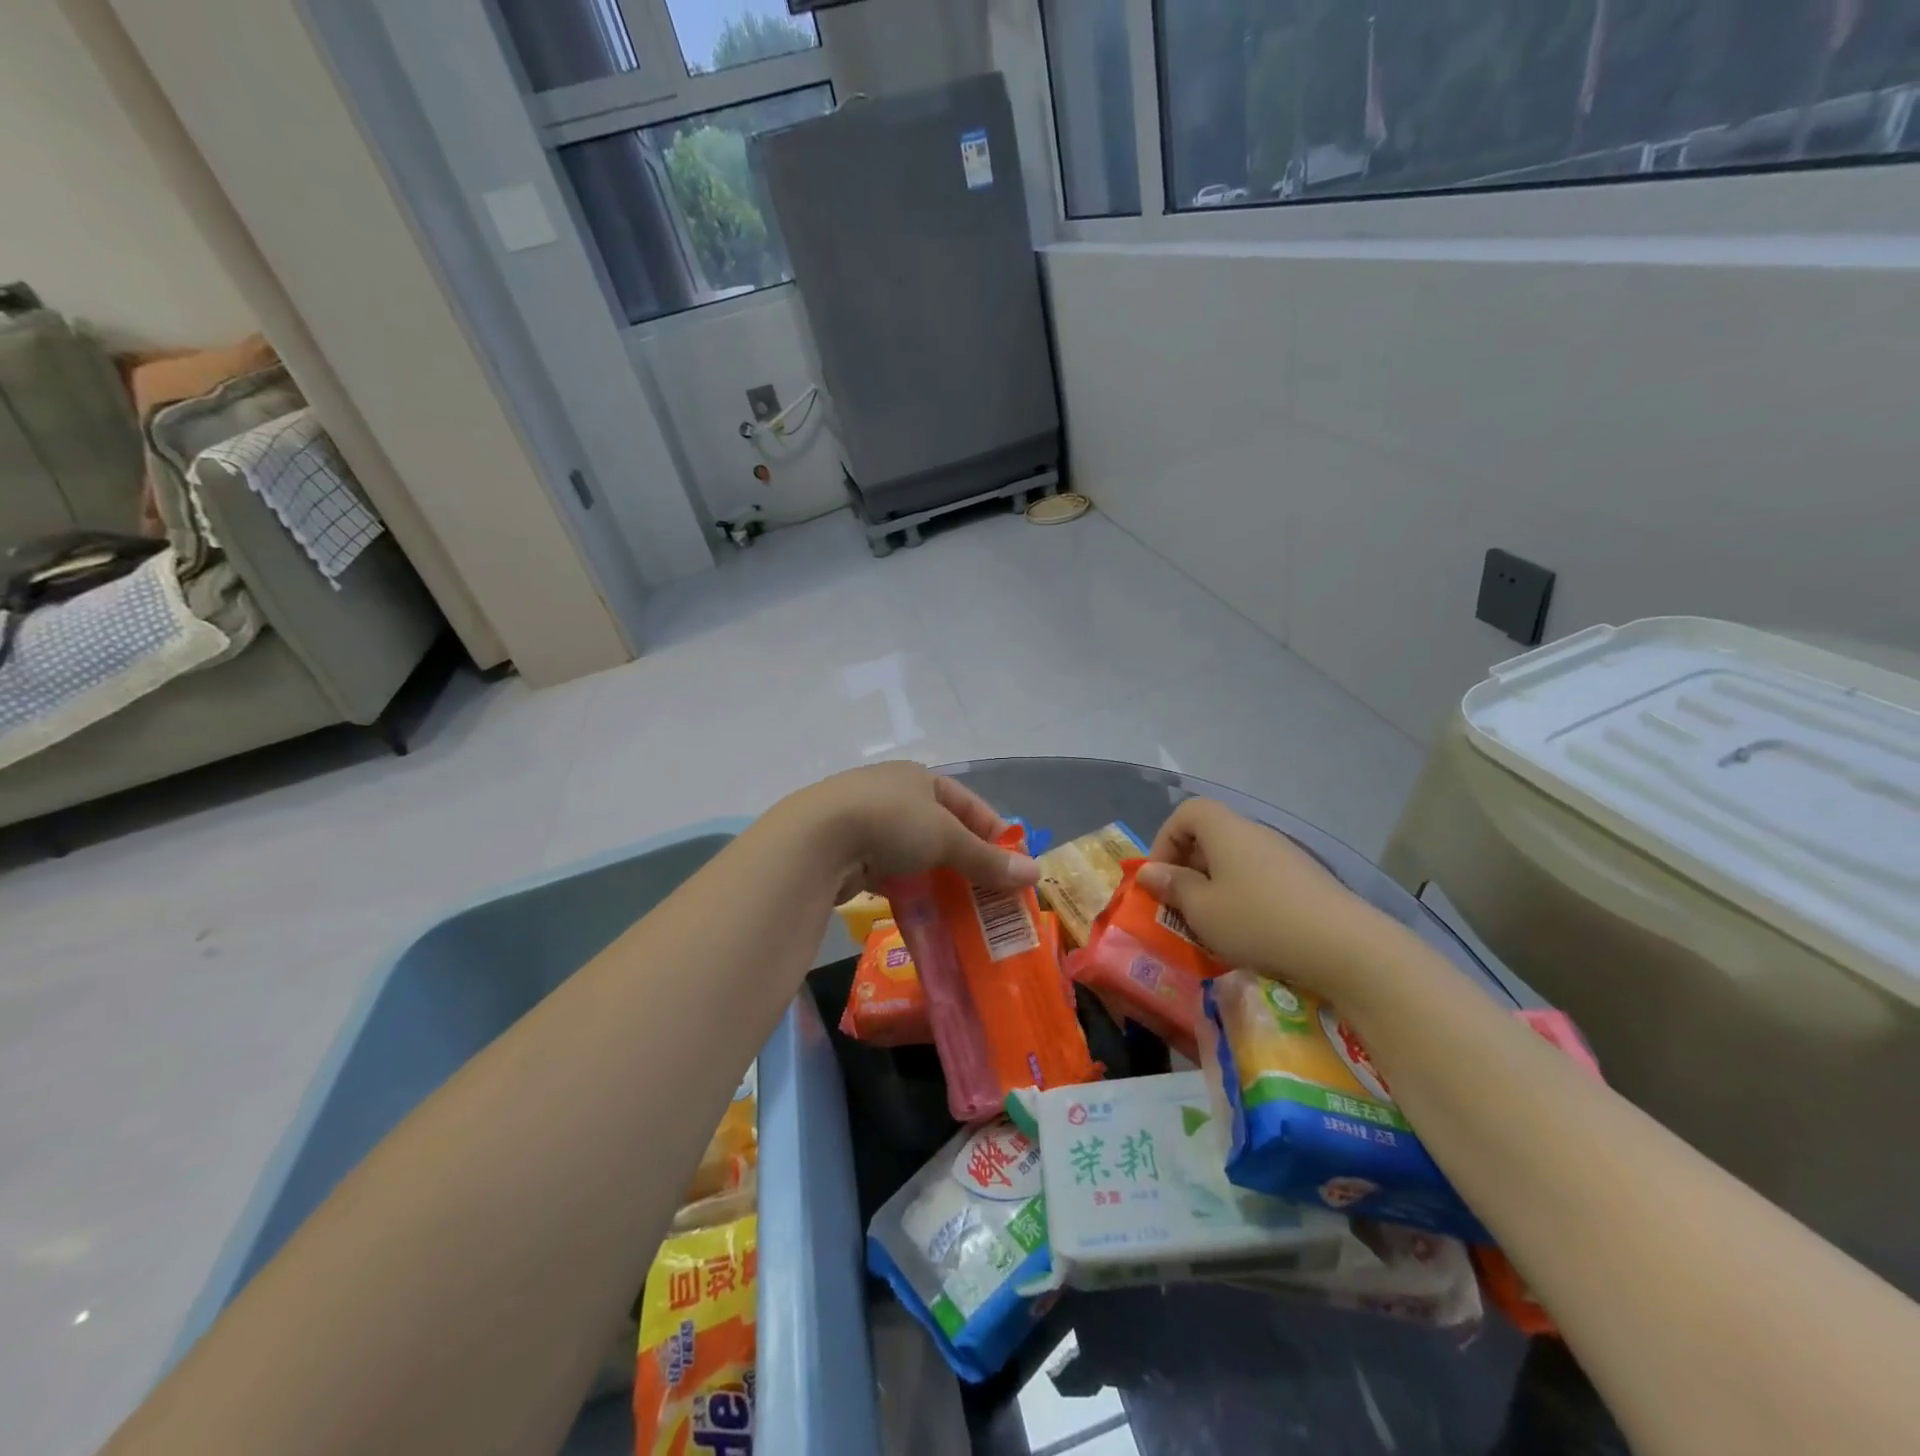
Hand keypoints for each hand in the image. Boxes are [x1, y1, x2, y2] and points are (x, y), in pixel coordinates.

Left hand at [785, 762, 1040, 900]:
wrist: (815, 841)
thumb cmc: (890, 823)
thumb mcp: (946, 838)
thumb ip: (987, 859)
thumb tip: (1035, 874)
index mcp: (918, 778)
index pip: (968, 803)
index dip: (993, 833)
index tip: (1013, 866)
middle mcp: (892, 794)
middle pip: (940, 830)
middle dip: (965, 861)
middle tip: (989, 894)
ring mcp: (865, 823)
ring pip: (913, 853)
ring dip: (936, 878)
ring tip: (959, 908)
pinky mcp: (846, 852)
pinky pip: (887, 872)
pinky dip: (905, 890)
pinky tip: (919, 911)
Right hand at [1137, 798, 1397, 999]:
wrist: (1346, 947)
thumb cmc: (1258, 921)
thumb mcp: (1202, 910)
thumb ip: (1172, 887)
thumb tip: (1149, 871)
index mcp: (1226, 830)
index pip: (1186, 813)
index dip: (1165, 840)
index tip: (1161, 878)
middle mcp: (1256, 832)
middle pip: (1211, 835)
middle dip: (1189, 868)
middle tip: (1181, 906)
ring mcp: (1287, 855)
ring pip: (1237, 860)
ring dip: (1217, 886)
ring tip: (1214, 924)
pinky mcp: (1309, 881)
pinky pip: (1262, 878)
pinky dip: (1246, 897)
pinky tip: (1252, 932)